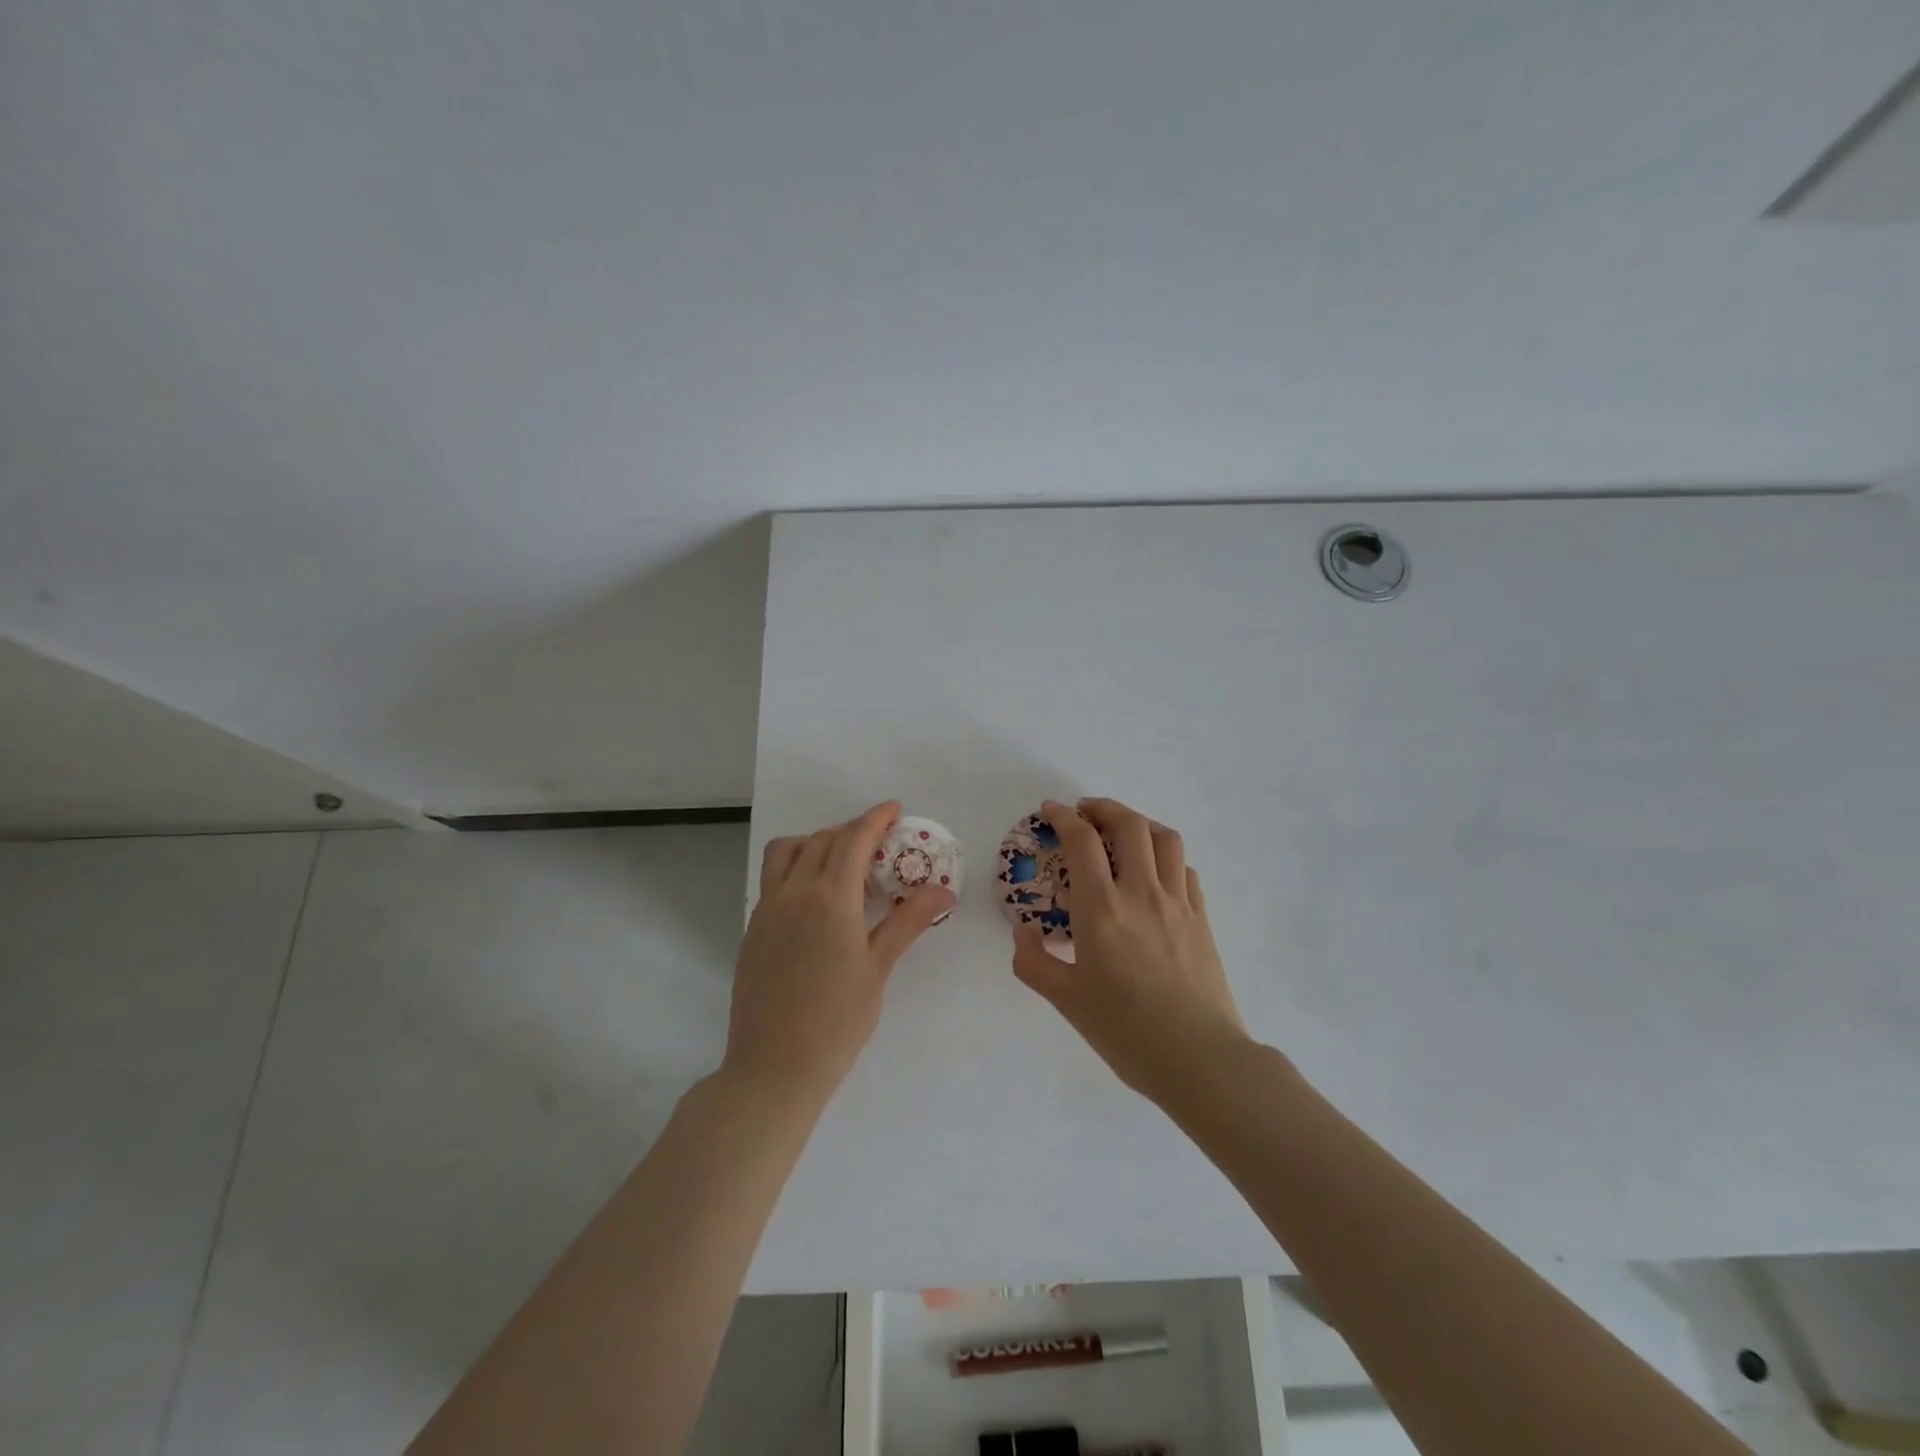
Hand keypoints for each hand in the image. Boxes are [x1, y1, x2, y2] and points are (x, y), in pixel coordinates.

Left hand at [727, 802, 955, 1101]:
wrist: (774, 1067)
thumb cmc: (838, 1020)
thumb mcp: (879, 968)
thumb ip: (909, 921)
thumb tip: (945, 890)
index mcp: (830, 898)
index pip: (853, 839)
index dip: (875, 818)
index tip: (894, 809)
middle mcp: (794, 892)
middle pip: (823, 840)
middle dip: (852, 831)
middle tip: (879, 844)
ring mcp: (767, 909)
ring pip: (787, 851)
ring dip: (815, 841)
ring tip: (840, 863)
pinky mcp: (753, 928)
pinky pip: (773, 878)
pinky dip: (796, 867)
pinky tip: (815, 898)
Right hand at [1011, 797, 1249, 1102]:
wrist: (1201, 1060)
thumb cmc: (1127, 1031)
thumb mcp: (1066, 1001)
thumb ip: (1034, 962)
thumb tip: (1023, 933)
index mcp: (1102, 908)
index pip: (1082, 841)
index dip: (1063, 817)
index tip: (1050, 811)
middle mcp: (1142, 893)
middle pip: (1129, 824)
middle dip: (1103, 808)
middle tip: (1085, 813)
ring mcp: (1178, 903)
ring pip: (1165, 839)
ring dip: (1140, 823)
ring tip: (1123, 831)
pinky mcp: (1202, 919)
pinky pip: (1185, 869)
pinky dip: (1166, 856)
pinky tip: (1156, 872)